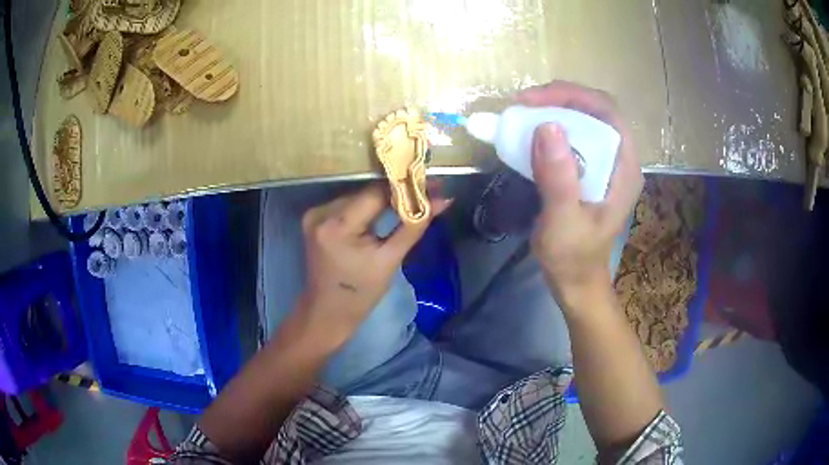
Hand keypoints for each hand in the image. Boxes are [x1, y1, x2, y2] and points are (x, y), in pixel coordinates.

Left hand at [297, 183, 451, 347]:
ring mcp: (314, 215)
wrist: (327, 312)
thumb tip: (442, 200)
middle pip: (366, 193)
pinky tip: (386, 208)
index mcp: (337, 226)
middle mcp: (321, 213)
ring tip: (412, 197)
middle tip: (427, 191)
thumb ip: (414, 225)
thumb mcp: (390, 260)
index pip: (376, 194)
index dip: (405, 187)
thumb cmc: (360, 293)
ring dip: (383, 198)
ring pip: (358, 196)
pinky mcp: (314, 218)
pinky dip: (367, 206)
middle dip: (397, 192)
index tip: (432, 185)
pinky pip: (348, 205)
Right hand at [516, 81, 643, 309]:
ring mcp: (605, 163)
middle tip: (524, 104)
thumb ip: (559, 178)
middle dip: (561, 98)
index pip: (607, 113)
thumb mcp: (564, 222)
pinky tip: (531, 131)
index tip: (534, 101)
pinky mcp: (590, 169)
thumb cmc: (573, 258)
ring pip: (584, 119)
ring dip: (554, 109)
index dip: (573, 97)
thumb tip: (546, 126)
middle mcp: (619, 159)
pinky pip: (573, 135)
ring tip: (523, 113)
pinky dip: (551, 126)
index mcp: (625, 168)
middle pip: (596, 110)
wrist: (575, 282)